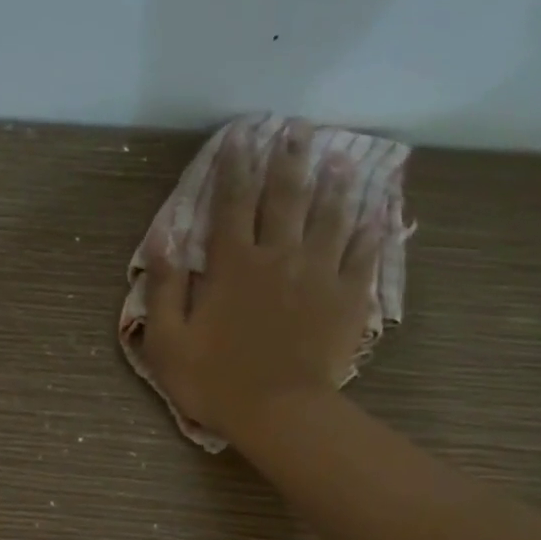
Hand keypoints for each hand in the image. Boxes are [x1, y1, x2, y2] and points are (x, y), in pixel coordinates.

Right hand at [141, 116, 380, 450]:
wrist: (278, 412)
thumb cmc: (215, 382)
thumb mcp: (168, 342)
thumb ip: (163, 288)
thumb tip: (160, 238)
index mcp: (232, 265)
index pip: (230, 203)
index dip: (234, 166)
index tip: (241, 135)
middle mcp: (277, 256)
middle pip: (284, 197)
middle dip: (289, 159)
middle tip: (298, 127)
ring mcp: (317, 274)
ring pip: (329, 216)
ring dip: (334, 183)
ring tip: (341, 155)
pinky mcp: (346, 297)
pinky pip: (363, 255)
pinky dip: (372, 230)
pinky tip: (380, 210)